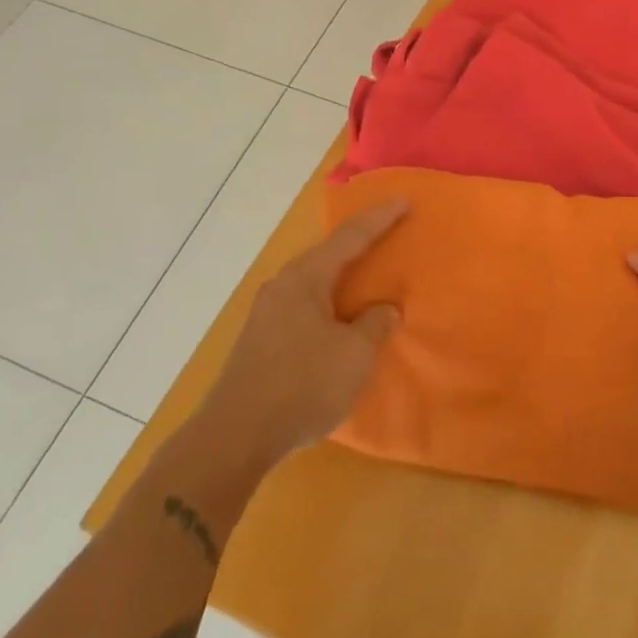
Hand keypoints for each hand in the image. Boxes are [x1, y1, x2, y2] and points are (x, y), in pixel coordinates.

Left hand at [194, 200, 407, 472]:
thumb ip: (374, 325)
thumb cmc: (302, 385)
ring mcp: (267, 314)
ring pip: (314, 284)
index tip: (404, 200)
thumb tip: (384, 309)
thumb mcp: (354, 355)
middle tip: (388, 236)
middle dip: (359, 246)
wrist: (234, 438)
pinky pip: (304, 308)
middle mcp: (282, 287)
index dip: (380, 219)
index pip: (350, 238)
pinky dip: (329, 305)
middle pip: (328, 256)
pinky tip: (340, 322)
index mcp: (305, 278)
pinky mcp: (261, 342)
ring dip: (342, 280)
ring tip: (368, 280)